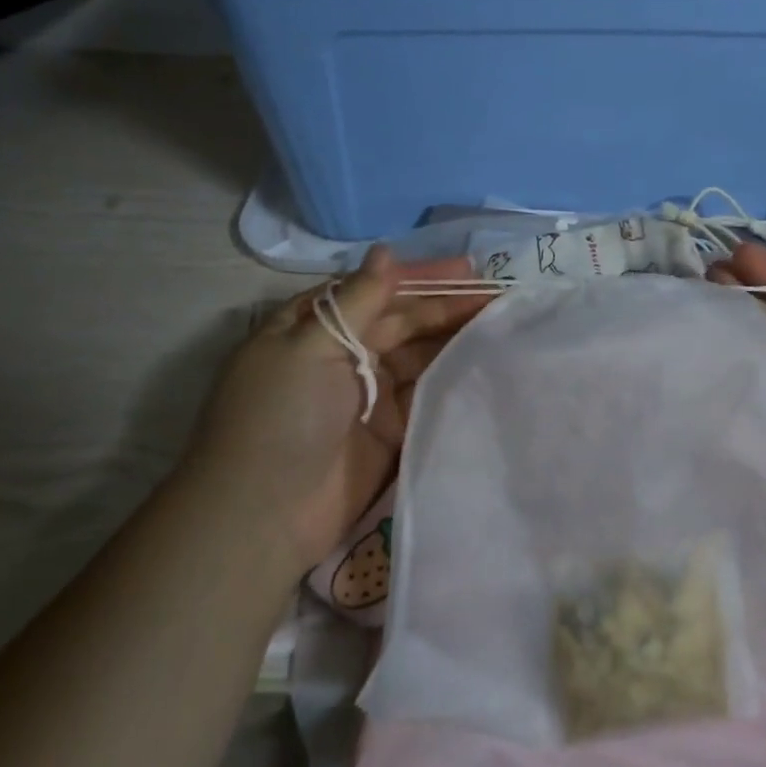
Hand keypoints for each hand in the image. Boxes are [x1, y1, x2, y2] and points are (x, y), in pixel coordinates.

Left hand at [174, 248, 488, 569]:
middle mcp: (343, 356)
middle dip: (447, 307)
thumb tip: (385, 251)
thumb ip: (358, 301)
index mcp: (315, 327)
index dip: (421, 278)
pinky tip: (486, 365)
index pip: (376, 290)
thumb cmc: (281, 417)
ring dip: (455, 340)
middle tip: (499, 295)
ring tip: (502, 324)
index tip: (467, 269)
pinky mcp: (390, 431)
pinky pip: (426, 396)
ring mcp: (368, 395)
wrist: (263, 515)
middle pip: (403, 322)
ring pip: (420, 357)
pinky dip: (453, 380)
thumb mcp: (312, 347)